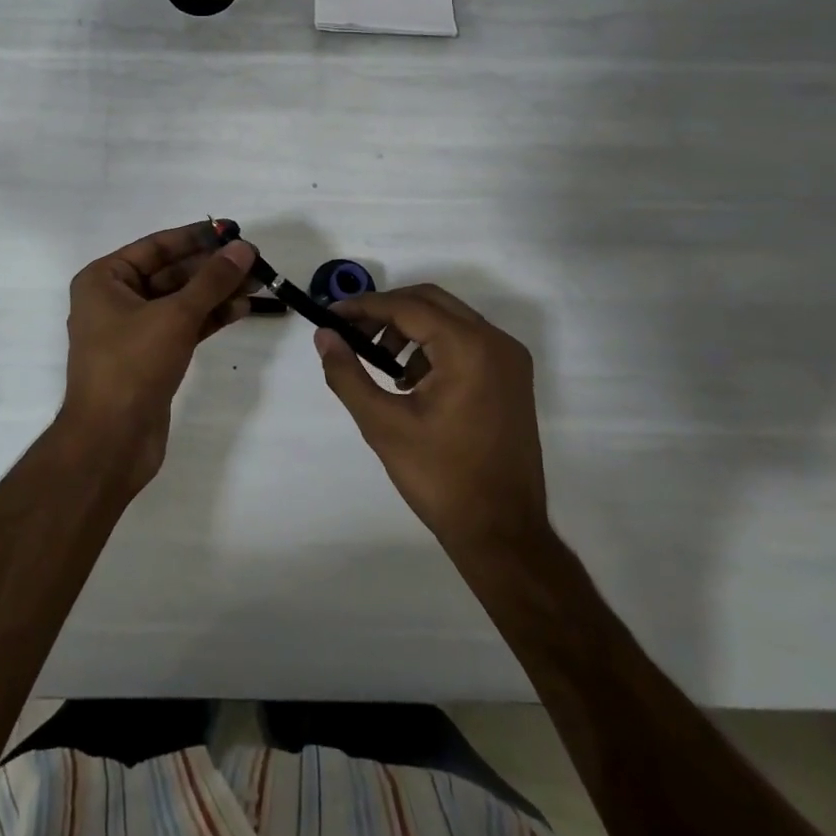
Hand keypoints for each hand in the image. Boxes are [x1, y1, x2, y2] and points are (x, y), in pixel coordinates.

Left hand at [62, 223, 257, 491]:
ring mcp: (132, 331)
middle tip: (254, 260)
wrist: (111, 441)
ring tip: (258, 283)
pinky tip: (241, 309)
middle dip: (212, 268)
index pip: (157, 246)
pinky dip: (209, 317)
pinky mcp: (150, 357)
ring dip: (216, 292)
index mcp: (104, 279)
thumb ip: (212, 280)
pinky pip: (182, 326)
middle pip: (171, 273)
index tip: (233, 230)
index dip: (197, 237)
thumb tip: (244, 248)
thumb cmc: (132, 365)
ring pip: (180, 301)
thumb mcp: (175, 316)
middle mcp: (114, 299)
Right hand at [314, 284, 549, 554]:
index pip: (407, 306)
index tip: (330, 315)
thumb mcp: (383, 425)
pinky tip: (409, 379)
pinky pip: (466, 341)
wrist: (503, 534)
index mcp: (469, 348)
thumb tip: (324, 335)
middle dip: (386, 311)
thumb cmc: (441, 478)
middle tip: (351, 333)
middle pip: (430, 301)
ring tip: (379, 361)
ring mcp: (509, 360)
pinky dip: (433, 345)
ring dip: (409, 327)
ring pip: (449, 318)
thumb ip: (347, 374)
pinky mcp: (511, 378)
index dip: (364, 306)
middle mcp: (495, 342)